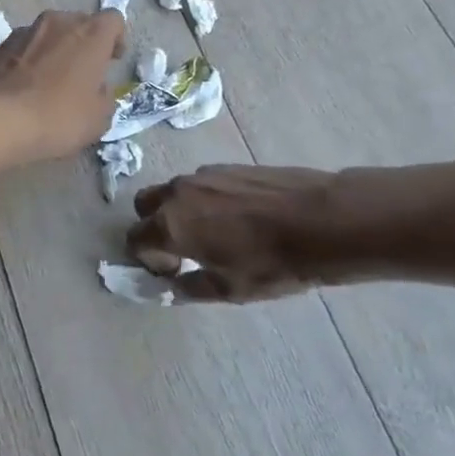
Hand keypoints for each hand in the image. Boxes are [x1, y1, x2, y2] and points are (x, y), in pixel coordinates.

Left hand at [0, 10, 126, 161]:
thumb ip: (105, 96)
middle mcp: (58, 22)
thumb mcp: (99, 117)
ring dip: (55, 48)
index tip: (112, 60)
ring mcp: (25, 31)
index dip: (116, 38)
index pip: (113, 19)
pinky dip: (30, 58)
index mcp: (90, 33)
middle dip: (84, 42)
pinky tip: (27, 84)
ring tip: (52, 78)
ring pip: (49, 32)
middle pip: (79, 22)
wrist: (0, 120)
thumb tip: (97, 89)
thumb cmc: (60, 116)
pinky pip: (25, 46)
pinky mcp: (0, 45)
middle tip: (83, 71)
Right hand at [126, 164, 347, 301]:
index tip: (174, 271)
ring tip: (216, 233)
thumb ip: (190, 288)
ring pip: (174, 191)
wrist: (320, 221)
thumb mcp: (229, 290)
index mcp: (170, 225)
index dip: (148, 259)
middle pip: (144, 205)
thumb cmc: (270, 263)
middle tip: (182, 249)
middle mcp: (177, 193)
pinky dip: (205, 200)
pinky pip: (201, 184)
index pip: (134, 239)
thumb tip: (172, 286)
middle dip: (153, 227)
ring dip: (180, 211)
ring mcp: (202, 175)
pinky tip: (239, 218)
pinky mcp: (227, 165)